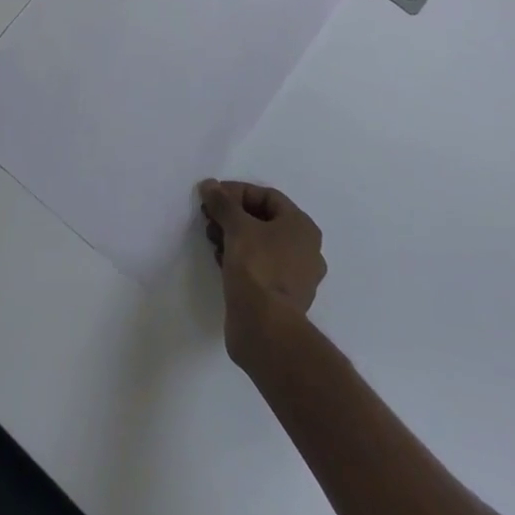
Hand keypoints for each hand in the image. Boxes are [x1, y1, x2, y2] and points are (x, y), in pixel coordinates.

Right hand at [198, 179, 325, 365]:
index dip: (237, 192)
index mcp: (302, 227)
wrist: (265, 329)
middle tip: (209, 218)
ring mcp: (296, 277)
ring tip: (211, 239)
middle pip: (264, 220)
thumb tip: (209, 185)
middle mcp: (305, 250)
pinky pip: (259, 267)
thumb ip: (223, 203)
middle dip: (233, 216)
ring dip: (234, 237)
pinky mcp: (282, 298)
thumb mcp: (237, 227)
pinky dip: (240, 259)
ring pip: (261, 245)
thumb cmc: (258, 268)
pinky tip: (220, 260)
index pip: (267, 196)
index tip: (212, 197)